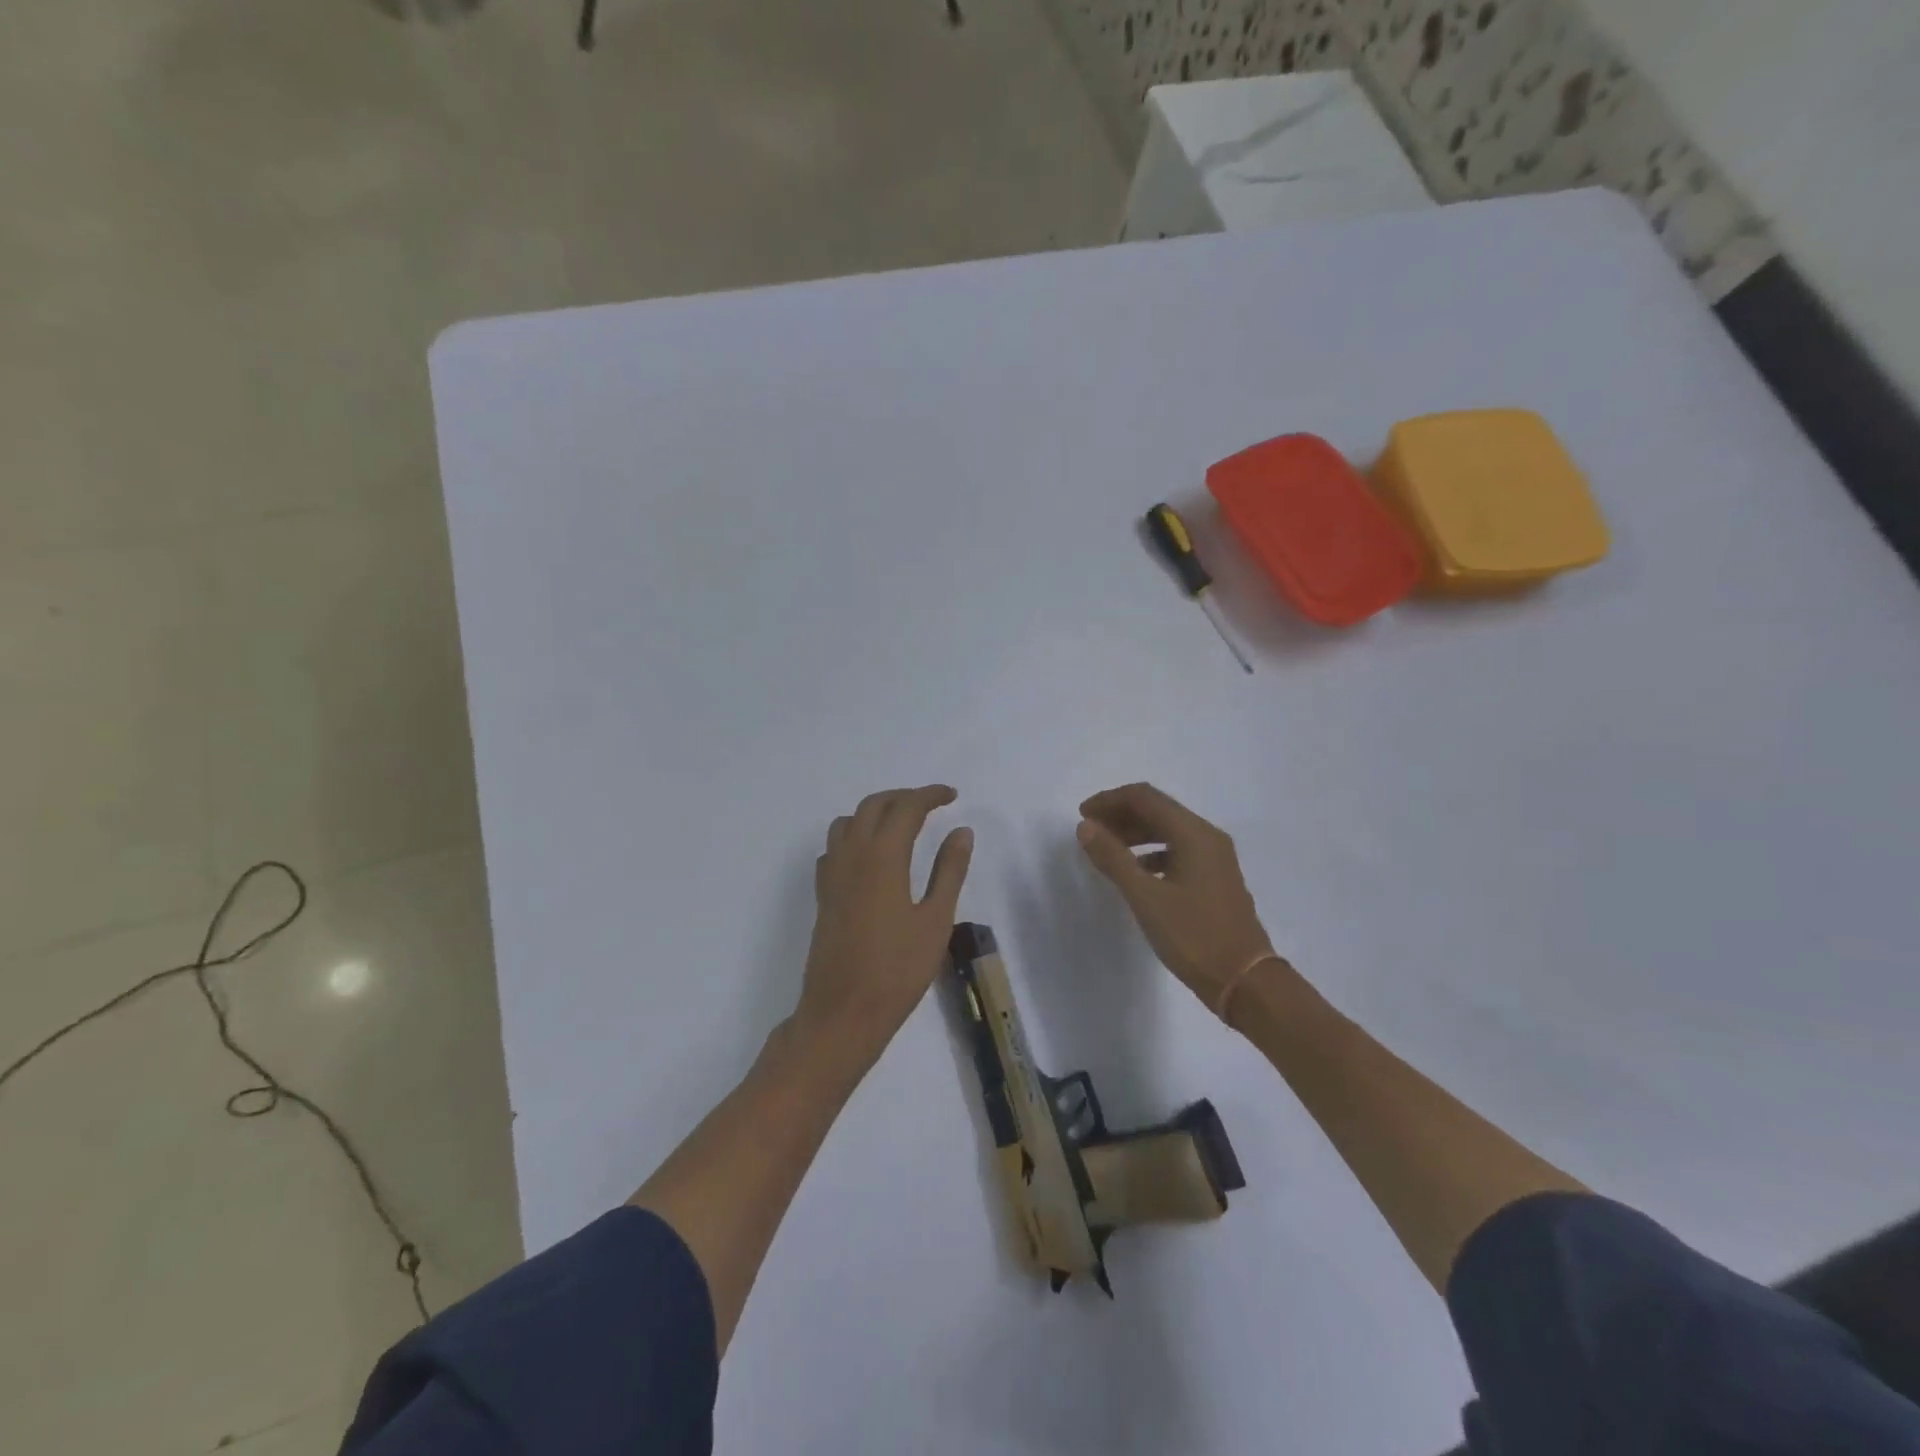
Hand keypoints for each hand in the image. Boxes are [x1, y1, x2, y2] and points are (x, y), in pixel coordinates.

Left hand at [797, 785, 973, 1067]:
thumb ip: (949, 871)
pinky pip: (834, 848)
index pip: (906, 807)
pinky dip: (854, 837)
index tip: (952, 796)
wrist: (842, 1013)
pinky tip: (871, 859)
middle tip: (931, 805)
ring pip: (848, 822)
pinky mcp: (823, 895)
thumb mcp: (935, 920)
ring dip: (875, 812)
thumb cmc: (897, 970)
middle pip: (873, 805)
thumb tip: (961, 831)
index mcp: (883, 857)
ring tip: (901, 826)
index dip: (930, 795)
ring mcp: (832, 875)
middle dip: (903, 797)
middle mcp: (852, 856)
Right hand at [1077, 783, 1275, 1013]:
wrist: (1245, 981)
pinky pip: (1178, 850)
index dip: (1110, 800)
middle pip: (1158, 810)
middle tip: (1090, 831)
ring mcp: (1216, 858)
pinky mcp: (1216, 878)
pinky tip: (1136, 871)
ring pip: (1168, 830)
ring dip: (1135, 833)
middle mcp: (1208, 837)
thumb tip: (1086, 827)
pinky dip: (1152, 852)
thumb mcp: (1146, 897)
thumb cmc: (1194, 936)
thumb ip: (1113, 858)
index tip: (1082, 815)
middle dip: (1121, 815)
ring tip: (1106, 849)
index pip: (1145, 798)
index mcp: (1194, 834)